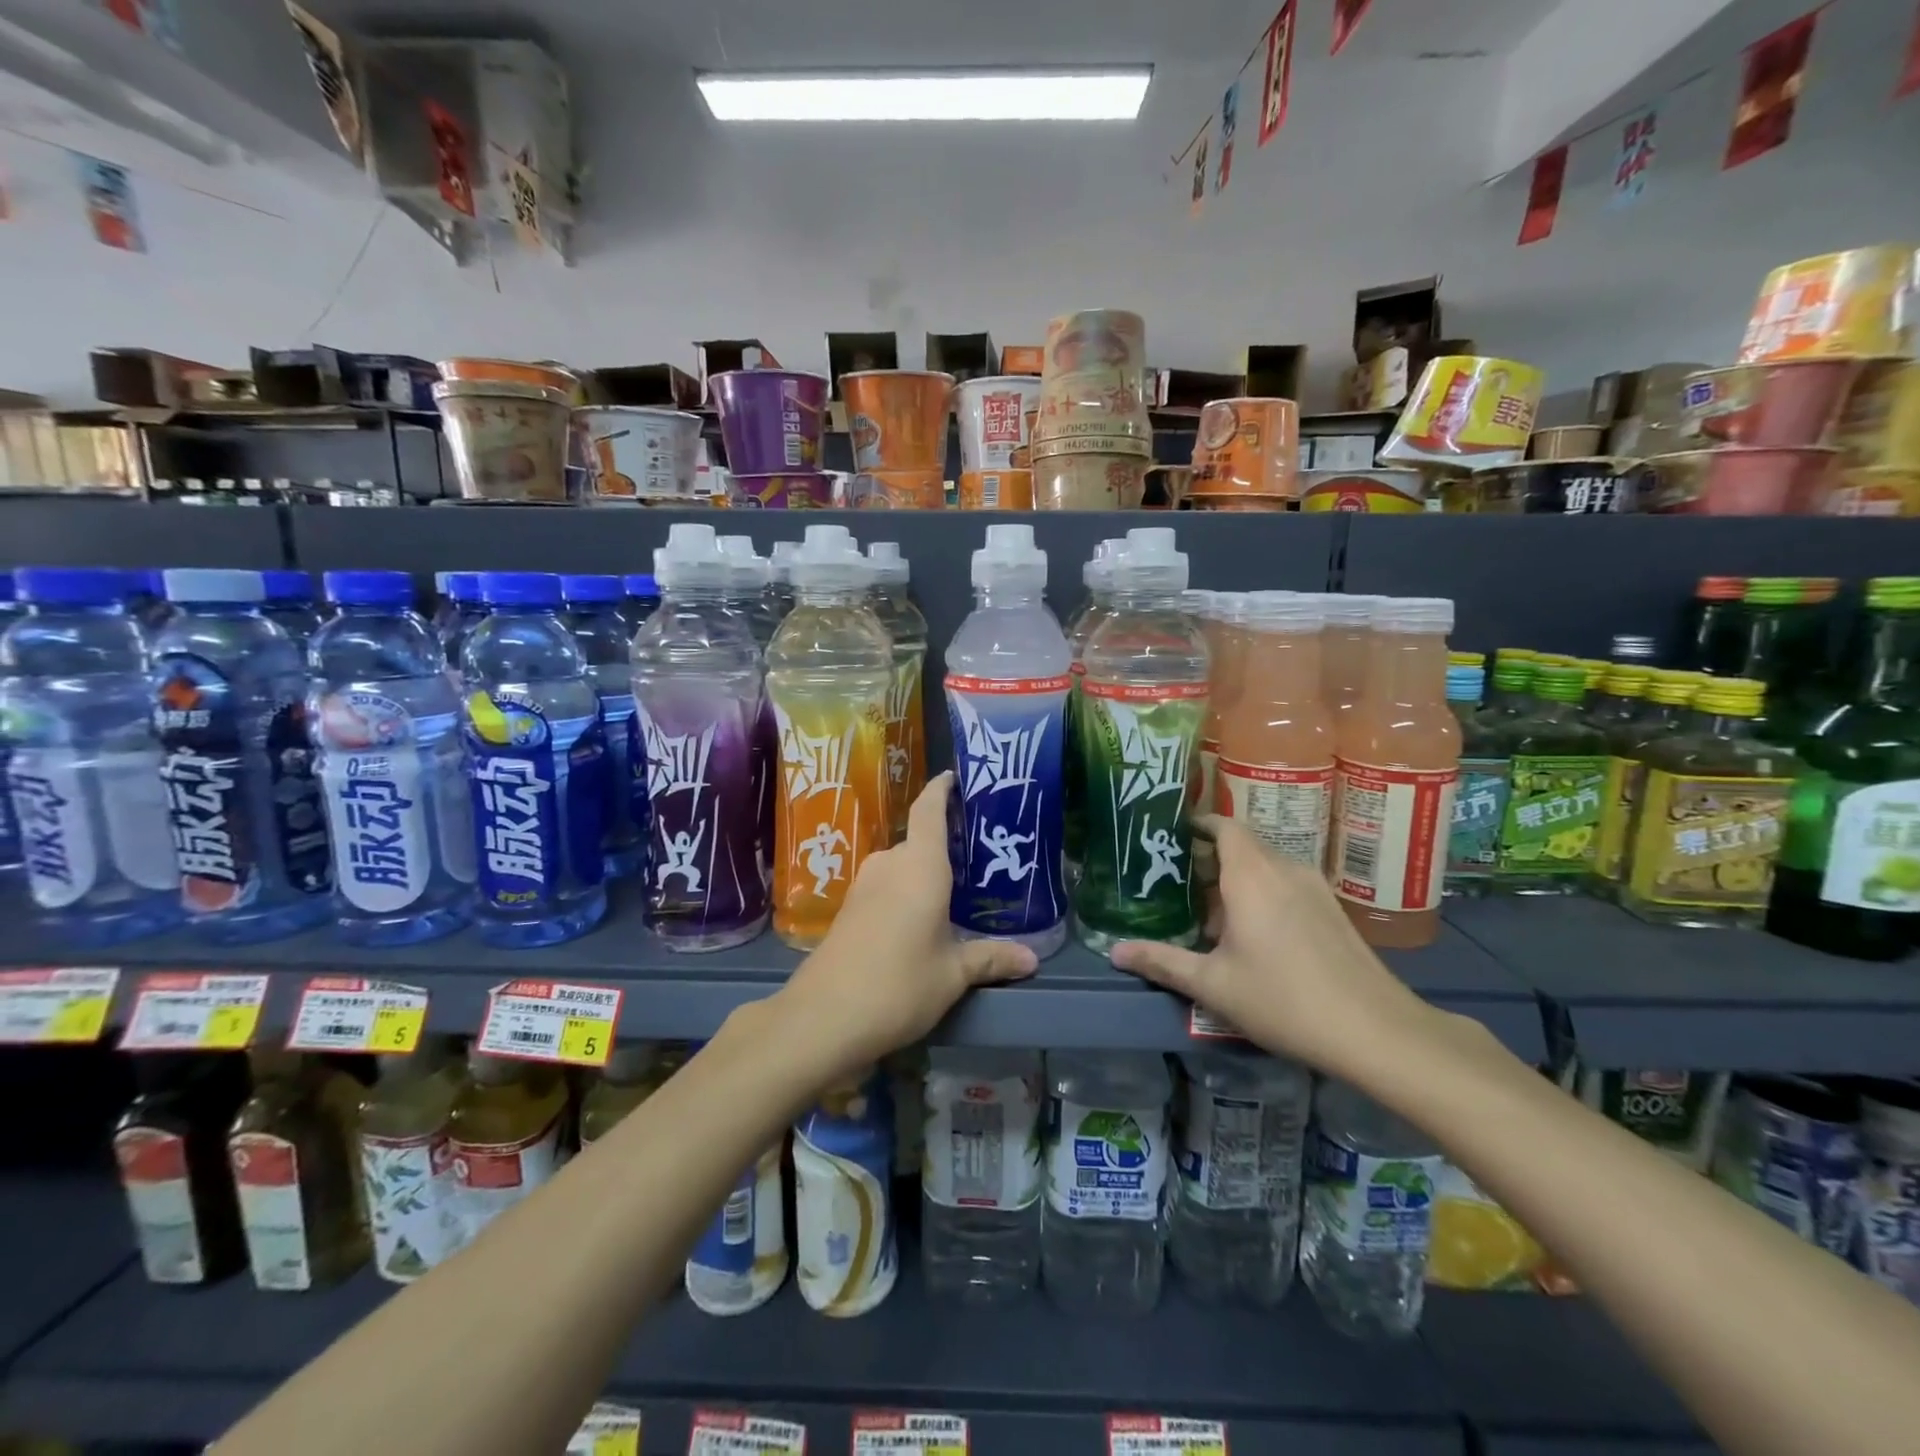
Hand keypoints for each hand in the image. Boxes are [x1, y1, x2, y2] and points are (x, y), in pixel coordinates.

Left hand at [776, 773, 1037, 1077]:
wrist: (823, 1018)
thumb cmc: (899, 984)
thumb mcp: (953, 974)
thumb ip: (990, 959)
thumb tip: (1031, 959)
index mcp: (920, 865)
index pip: (929, 810)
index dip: (941, 789)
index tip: (954, 778)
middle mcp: (889, 865)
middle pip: (918, 841)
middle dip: (943, 847)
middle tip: (976, 860)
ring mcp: (863, 886)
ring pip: (900, 867)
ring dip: (922, 874)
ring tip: (953, 894)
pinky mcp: (847, 910)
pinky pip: (884, 886)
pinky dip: (903, 892)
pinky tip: (918, 920)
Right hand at [1110, 816, 1432, 1078]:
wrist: (1376, 1031)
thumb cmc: (1283, 999)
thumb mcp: (1213, 985)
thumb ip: (1163, 962)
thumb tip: (1115, 952)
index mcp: (1252, 875)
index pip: (1224, 825)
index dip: (1197, 824)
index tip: (1169, 837)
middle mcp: (1284, 869)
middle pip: (1243, 844)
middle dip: (1210, 857)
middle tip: (1177, 881)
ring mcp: (1315, 888)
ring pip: (1267, 866)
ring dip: (1237, 878)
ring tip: (1209, 910)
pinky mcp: (1333, 910)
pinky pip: (1288, 884)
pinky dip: (1263, 893)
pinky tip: (1253, 933)